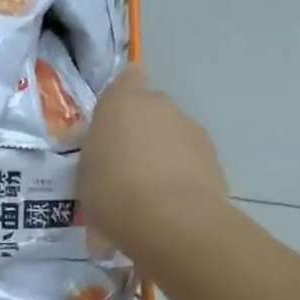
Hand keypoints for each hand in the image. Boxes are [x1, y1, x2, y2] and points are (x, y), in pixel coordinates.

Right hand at [78, 65, 229, 260]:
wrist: (169, 220)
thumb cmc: (111, 189)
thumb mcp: (85, 172)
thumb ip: (98, 155)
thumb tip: (108, 158)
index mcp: (122, 101)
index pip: (127, 79)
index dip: (124, 95)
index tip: (115, 119)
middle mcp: (160, 105)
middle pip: (150, 111)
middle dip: (140, 132)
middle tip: (124, 165)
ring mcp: (191, 130)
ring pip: (172, 136)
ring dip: (162, 156)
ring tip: (146, 194)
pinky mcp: (214, 158)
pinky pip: (190, 161)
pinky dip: (181, 176)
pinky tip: (168, 206)